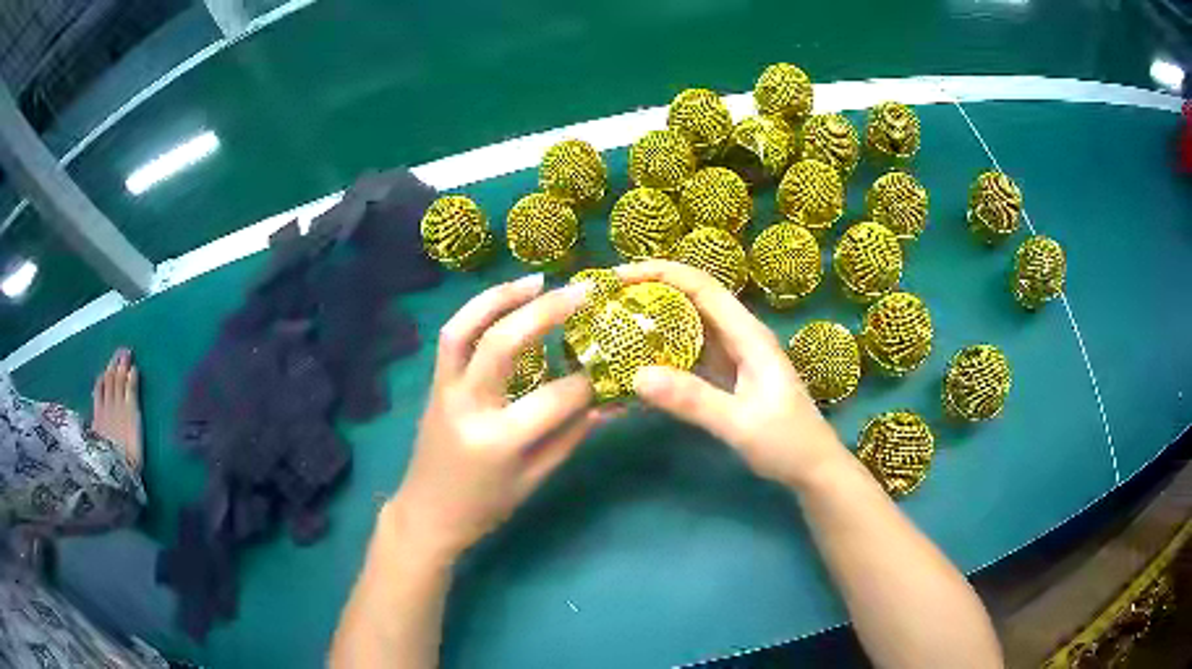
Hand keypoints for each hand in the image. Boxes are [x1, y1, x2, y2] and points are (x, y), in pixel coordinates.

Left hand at [389, 274, 606, 562]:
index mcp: (498, 440)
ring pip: (465, 328)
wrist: (428, 512)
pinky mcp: (435, 382)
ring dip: (500, 296)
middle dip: (546, 312)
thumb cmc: (486, 505)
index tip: (610, 370)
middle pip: (503, 343)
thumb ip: (571, 435)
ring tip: (536, 279)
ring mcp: (445, 389)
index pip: (554, 398)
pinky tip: (505, 300)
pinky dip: (478, 310)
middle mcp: (468, 406)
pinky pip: (453, 336)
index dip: (588, 382)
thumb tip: (609, 400)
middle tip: (581, 291)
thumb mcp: (535, 479)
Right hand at [616, 260, 847, 488]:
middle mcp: (739, 336)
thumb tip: (637, 375)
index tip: (617, 278)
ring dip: (652, 321)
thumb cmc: (787, 443)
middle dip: (649, 292)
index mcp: (748, 335)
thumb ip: (693, 400)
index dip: (660, 273)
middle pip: (691, 298)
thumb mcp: (741, 425)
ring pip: (688, 325)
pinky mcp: (726, 376)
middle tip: (603, 302)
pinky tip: (637, 361)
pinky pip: (689, 353)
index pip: (701, 286)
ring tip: (611, 324)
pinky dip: (662, 351)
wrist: (813, 468)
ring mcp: (733, 356)